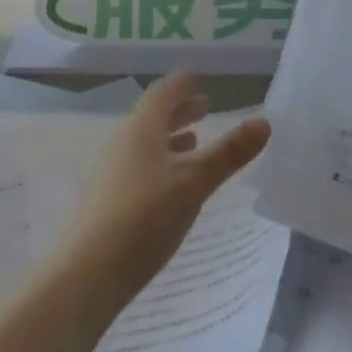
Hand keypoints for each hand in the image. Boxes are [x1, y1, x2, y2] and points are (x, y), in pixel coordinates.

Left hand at [65, 72, 270, 308]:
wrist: (87, 274)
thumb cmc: (145, 217)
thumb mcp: (195, 182)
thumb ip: (229, 153)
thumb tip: (264, 122)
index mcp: (141, 129)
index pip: (162, 93)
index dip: (181, 84)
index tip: (196, 77)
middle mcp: (122, 143)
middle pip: (152, 117)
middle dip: (180, 111)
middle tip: (205, 106)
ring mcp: (111, 173)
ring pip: (145, 144)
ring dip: (170, 138)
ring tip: (194, 141)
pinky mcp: (106, 201)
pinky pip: (138, 167)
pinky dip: (160, 163)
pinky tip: (171, 184)